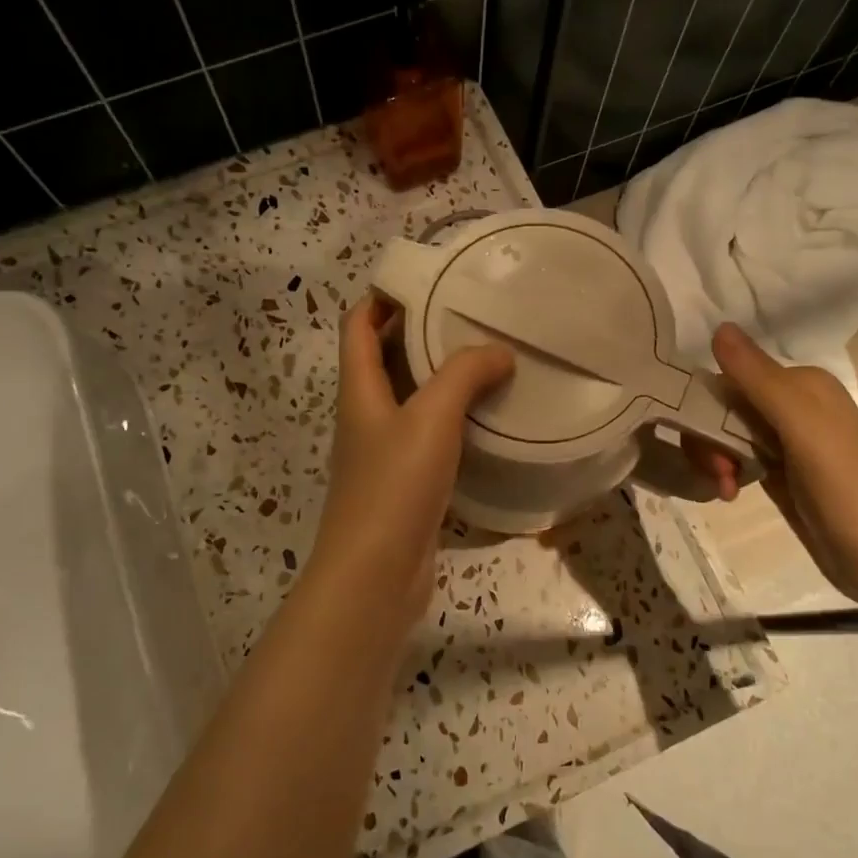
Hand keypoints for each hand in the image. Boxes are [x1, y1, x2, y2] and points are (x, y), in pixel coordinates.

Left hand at [303, 298, 513, 625]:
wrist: (375, 577)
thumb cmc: (394, 487)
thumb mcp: (431, 418)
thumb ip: (464, 375)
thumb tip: (499, 351)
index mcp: (359, 391)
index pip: (358, 326)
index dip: (382, 298)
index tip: (425, 281)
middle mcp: (366, 417)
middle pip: (384, 359)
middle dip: (420, 333)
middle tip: (470, 317)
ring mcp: (384, 454)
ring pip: (410, 400)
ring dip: (441, 379)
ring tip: (489, 361)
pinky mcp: (405, 486)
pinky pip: (429, 438)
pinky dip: (453, 422)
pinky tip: (488, 421)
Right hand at [710, 323, 857, 616]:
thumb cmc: (847, 488)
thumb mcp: (802, 427)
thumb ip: (758, 378)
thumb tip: (718, 327)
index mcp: (801, 384)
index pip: (730, 376)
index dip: (706, 406)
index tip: (706, 443)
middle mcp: (792, 406)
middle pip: (723, 407)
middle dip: (709, 439)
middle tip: (720, 474)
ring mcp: (786, 442)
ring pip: (725, 434)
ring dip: (715, 459)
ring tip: (726, 490)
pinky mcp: (781, 474)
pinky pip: (737, 458)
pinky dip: (725, 473)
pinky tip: (729, 494)